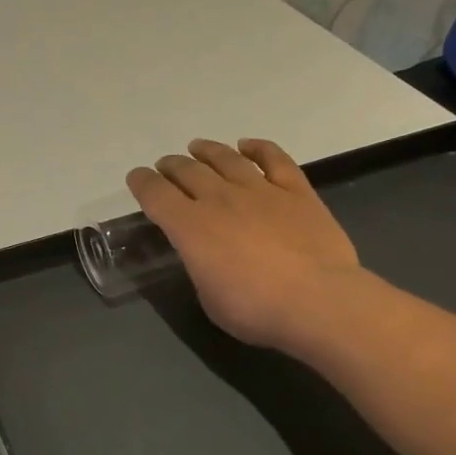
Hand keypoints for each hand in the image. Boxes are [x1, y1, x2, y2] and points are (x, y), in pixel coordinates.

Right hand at [127, 138, 361, 351]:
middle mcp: (220, 200)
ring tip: (197, 147)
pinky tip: (248, 145)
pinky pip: (275, 160)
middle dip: (171, 166)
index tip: (136, 178)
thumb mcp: (208, 296)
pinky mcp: (297, 192)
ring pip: (226, 159)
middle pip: (188, 171)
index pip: (155, 194)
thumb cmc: (255, 309)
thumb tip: (205, 254)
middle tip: (166, 166)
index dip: (141, 183)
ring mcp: (260, 191)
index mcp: (190, 227)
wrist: (319, 302)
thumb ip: (200, 266)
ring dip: (207, 151)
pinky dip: (259, 148)